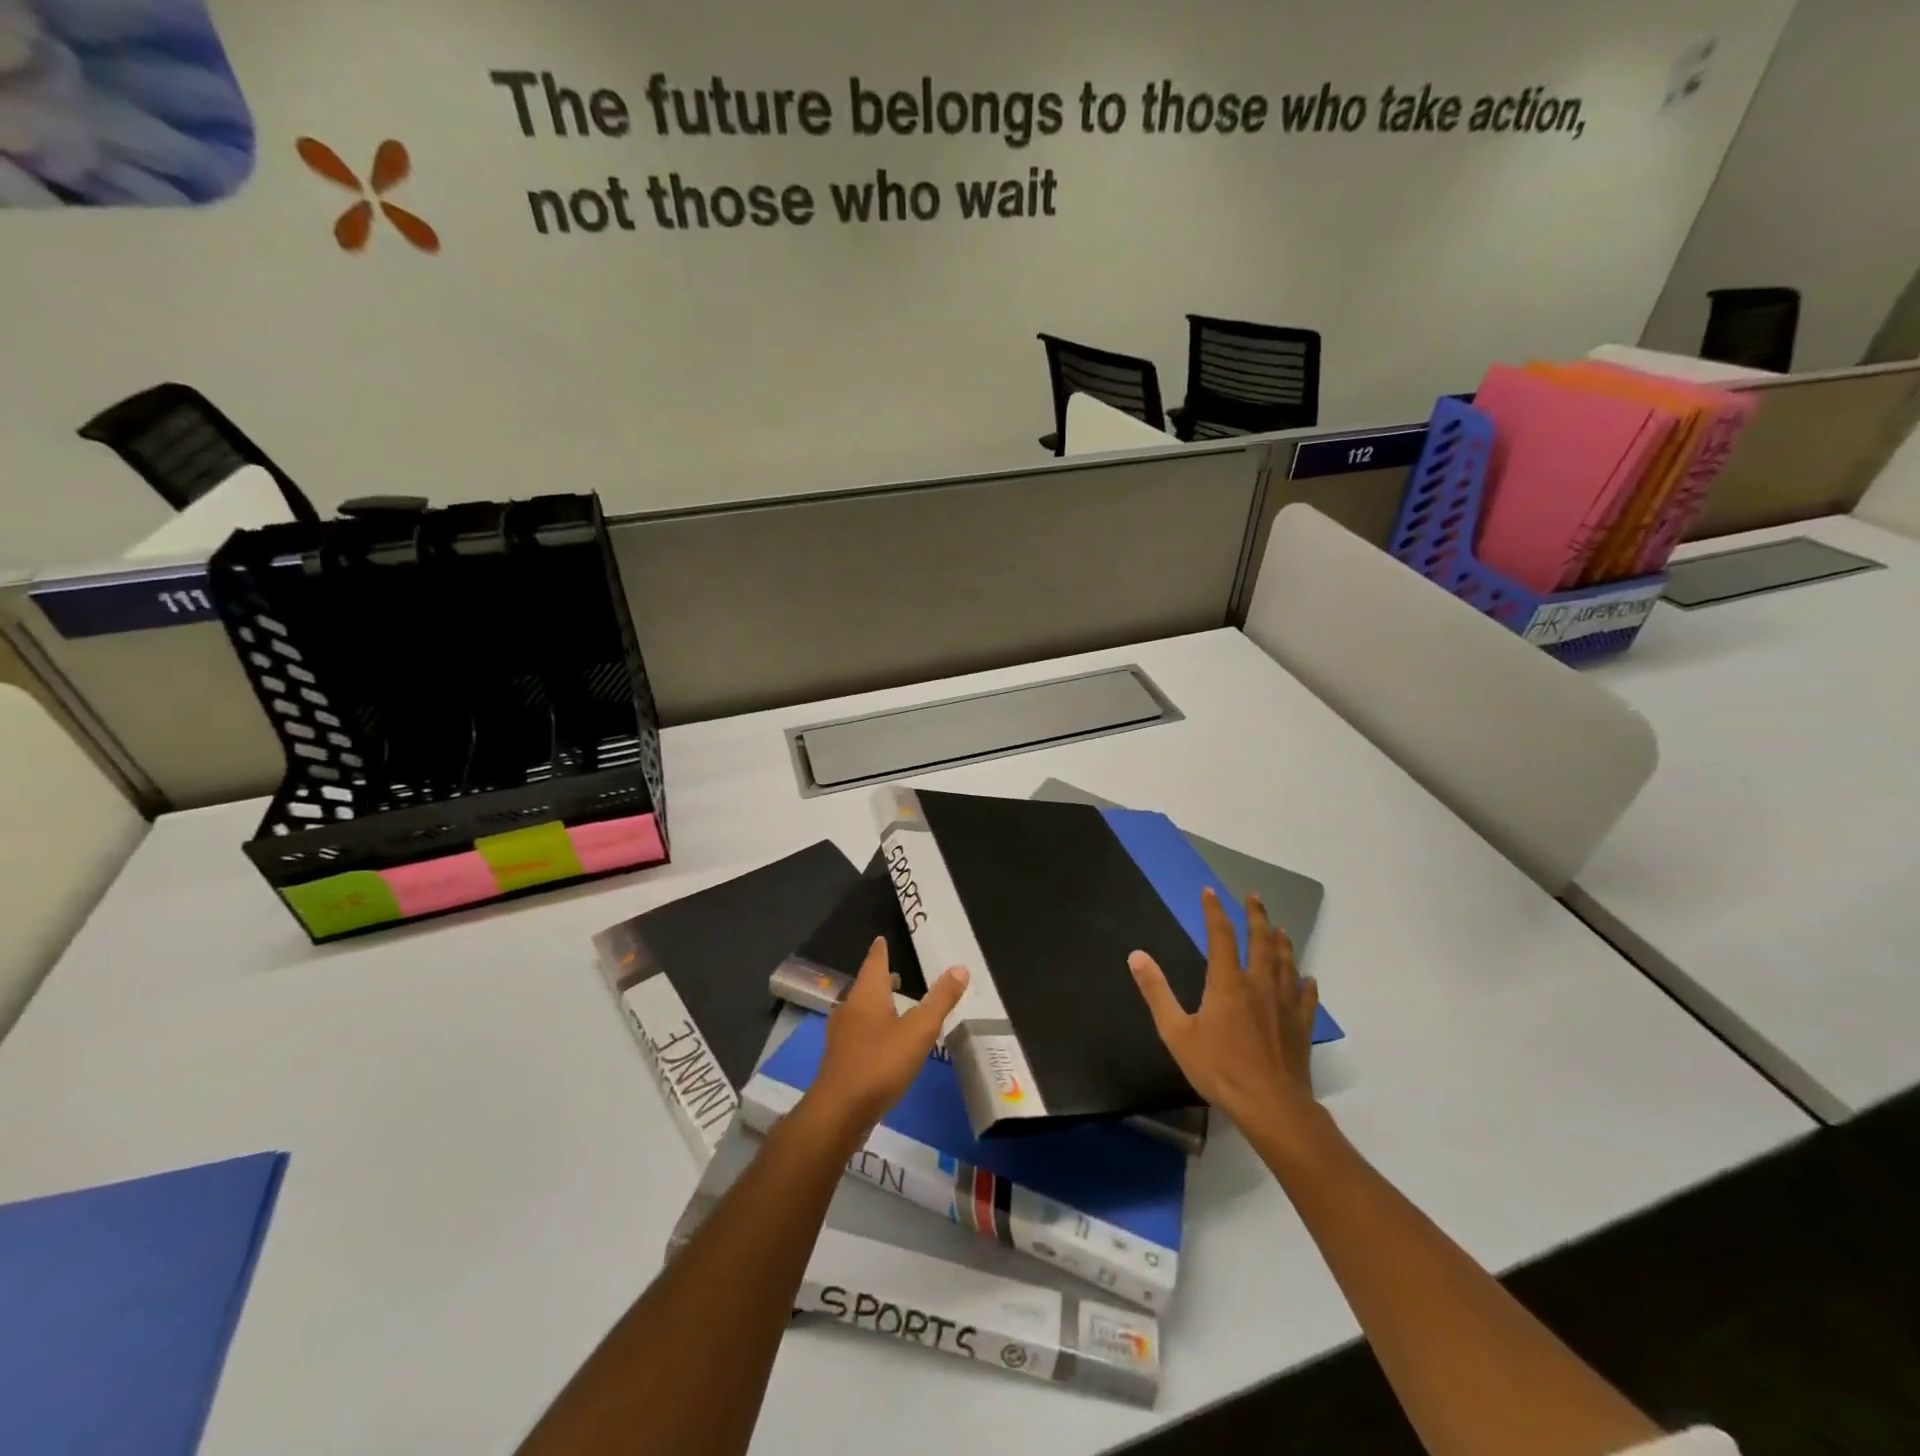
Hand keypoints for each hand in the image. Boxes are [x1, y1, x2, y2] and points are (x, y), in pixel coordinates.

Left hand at [802, 938, 968, 1143]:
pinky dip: (871, 1026)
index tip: (881, 939)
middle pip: (865, 985)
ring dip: (876, 1003)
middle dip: (880, 978)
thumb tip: (960, 968)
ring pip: (860, 1009)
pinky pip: (858, 1032)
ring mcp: (842, 1035)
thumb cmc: (880, 1063)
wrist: (838, 1112)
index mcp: (866, 995)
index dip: (880, 950)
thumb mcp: (919, 1030)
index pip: (874, 962)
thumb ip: (940, 1000)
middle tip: (895, 972)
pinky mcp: (840, 1059)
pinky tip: (882, 1041)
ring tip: (893, 1004)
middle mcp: (849, 1008)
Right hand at [1130, 888, 1320, 1137]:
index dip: (1214, 911)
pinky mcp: (1301, 1026)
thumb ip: (1156, 992)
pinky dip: (1306, 983)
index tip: (1209, 892)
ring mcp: (1285, 1005)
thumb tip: (1136, 955)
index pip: (1221, 936)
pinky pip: (1307, 997)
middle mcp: (1259, 985)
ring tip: (1280, 928)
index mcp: (1228, 983)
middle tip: (1254, 897)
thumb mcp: (1176, 1032)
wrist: (1271, 1106)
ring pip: (1286, 964)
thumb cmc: (1219, 1068)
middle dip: (1256, 916)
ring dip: (1282, 943)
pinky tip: (1308, 979)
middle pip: (1261, 942)